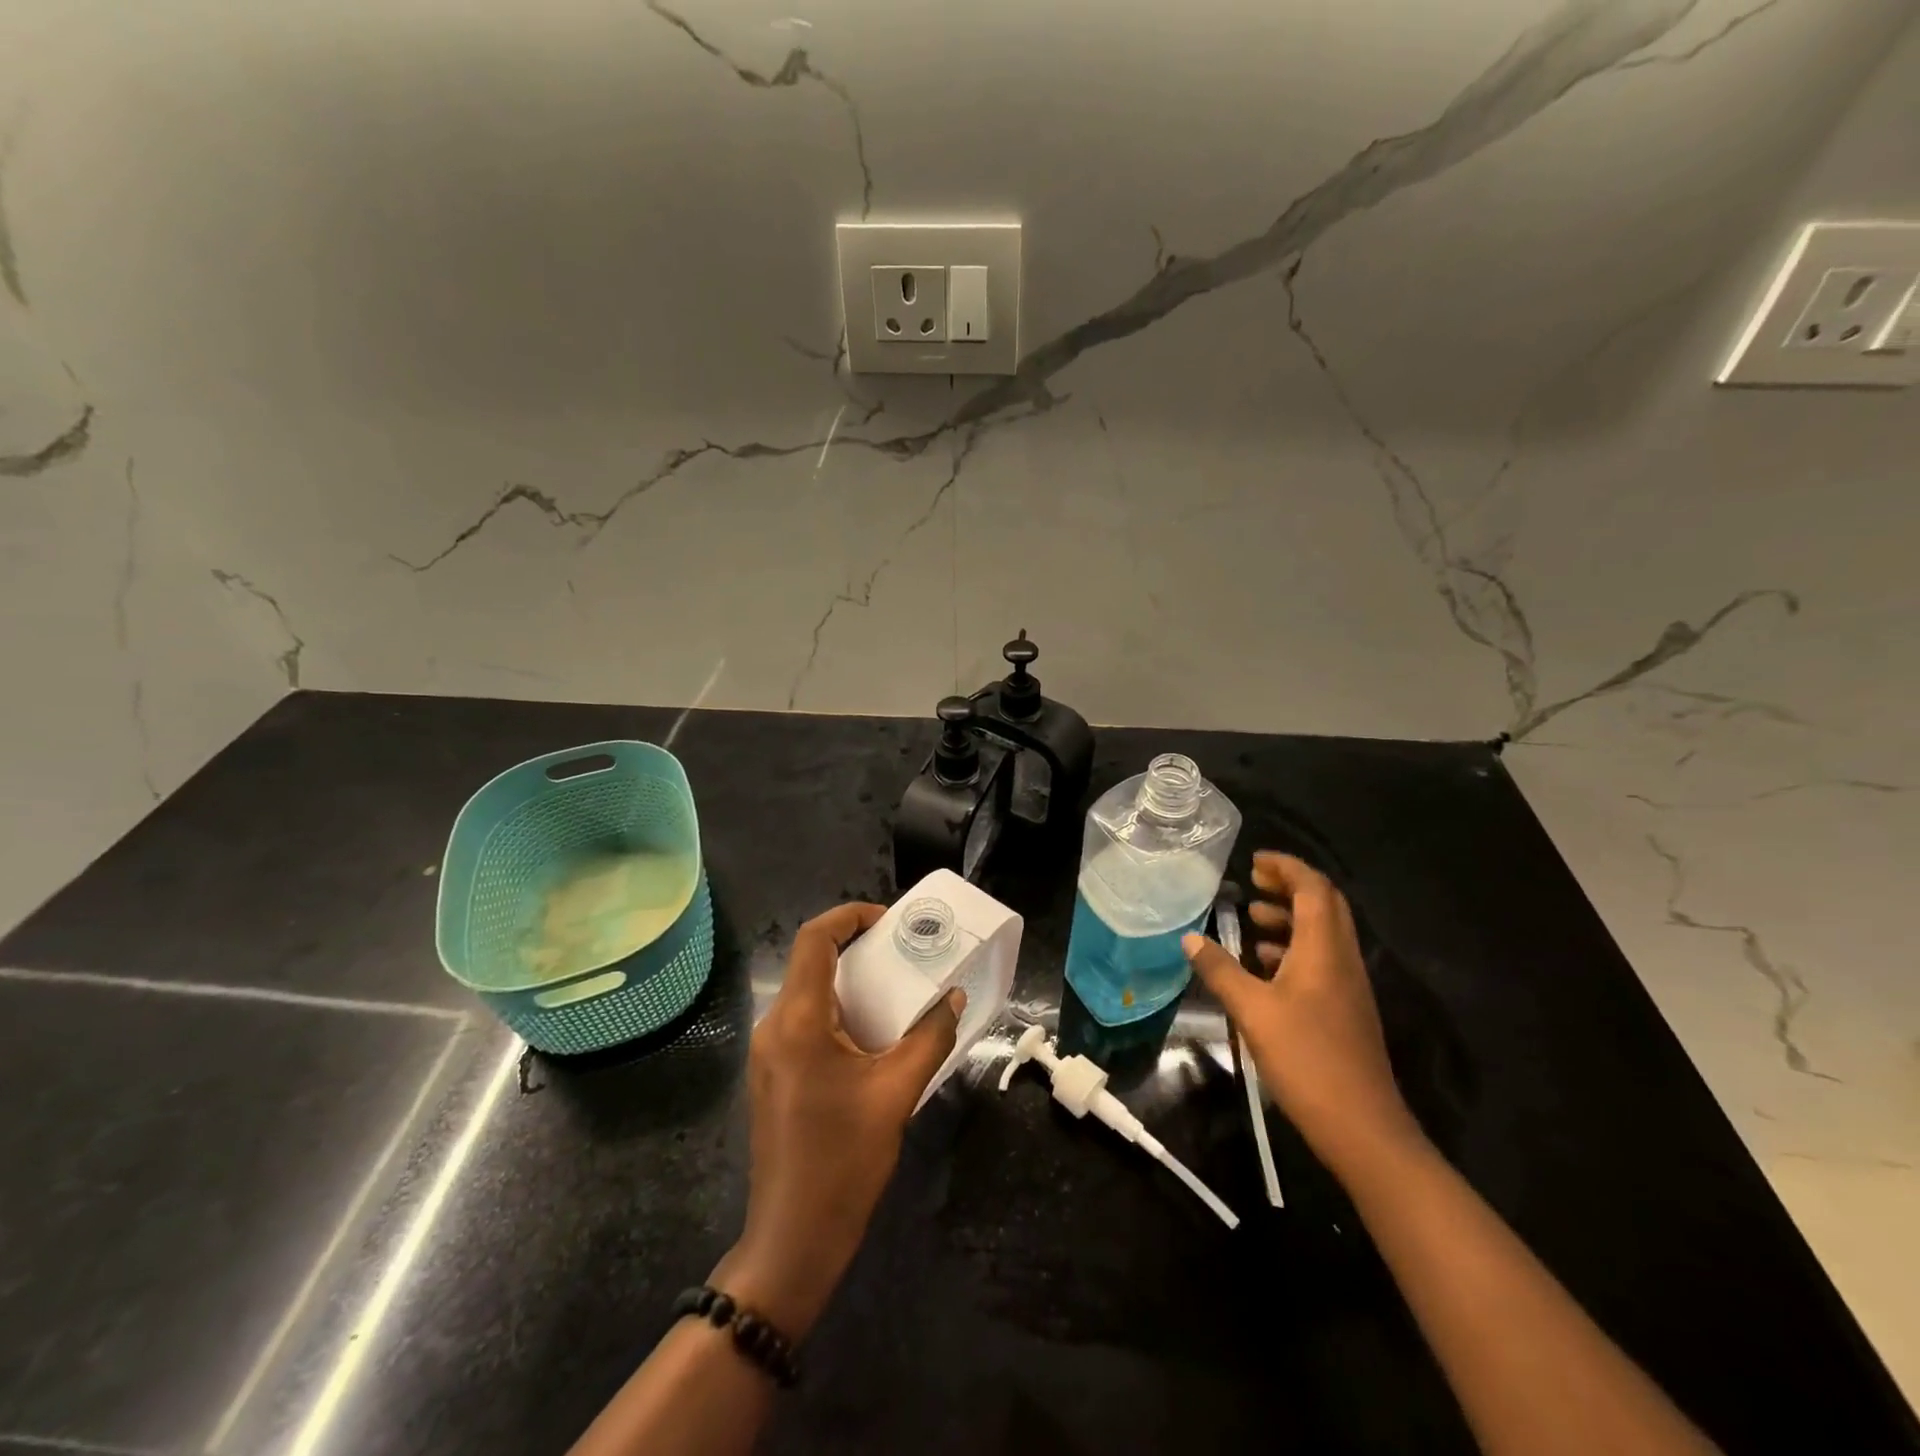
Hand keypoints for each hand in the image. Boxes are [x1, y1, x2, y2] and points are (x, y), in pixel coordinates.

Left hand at [713, 902, 961, 1340]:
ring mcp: (768, 1053)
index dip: (849, 916)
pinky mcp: (773, 1075)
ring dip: (849, 982)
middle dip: (856, 947)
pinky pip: (804, 1022)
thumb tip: (953, 998)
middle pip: (810, 962)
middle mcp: (774, 1026)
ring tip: (896, 986)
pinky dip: (838, 1010)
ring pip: (807, 992)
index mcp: (798, 1020)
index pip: (814, 939)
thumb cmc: (844, 1160)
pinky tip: (873, 1031)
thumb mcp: (897, 1092)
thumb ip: (929, 1037)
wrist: (794, 1238)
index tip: (889, 921)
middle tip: (903, 951)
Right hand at [1182, 852, 1419, 1176]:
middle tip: (1252, 882)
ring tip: (1252, 918)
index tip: (1254, 861)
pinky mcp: (1344, 1010)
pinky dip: (1293, 948)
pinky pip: (1320, 960)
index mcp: (1324, 949)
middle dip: (1289, 886)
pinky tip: (1263, 964)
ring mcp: (1347, 986)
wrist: (1363, 1128)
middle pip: (1324, 905)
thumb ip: (1220, 971)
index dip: (1286, 867)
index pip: (1314, 888)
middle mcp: (1342, 959)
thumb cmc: (1307, 1060)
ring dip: (1290, 918)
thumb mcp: (1253, 1012)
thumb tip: (1189, 938)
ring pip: (1322, 934)